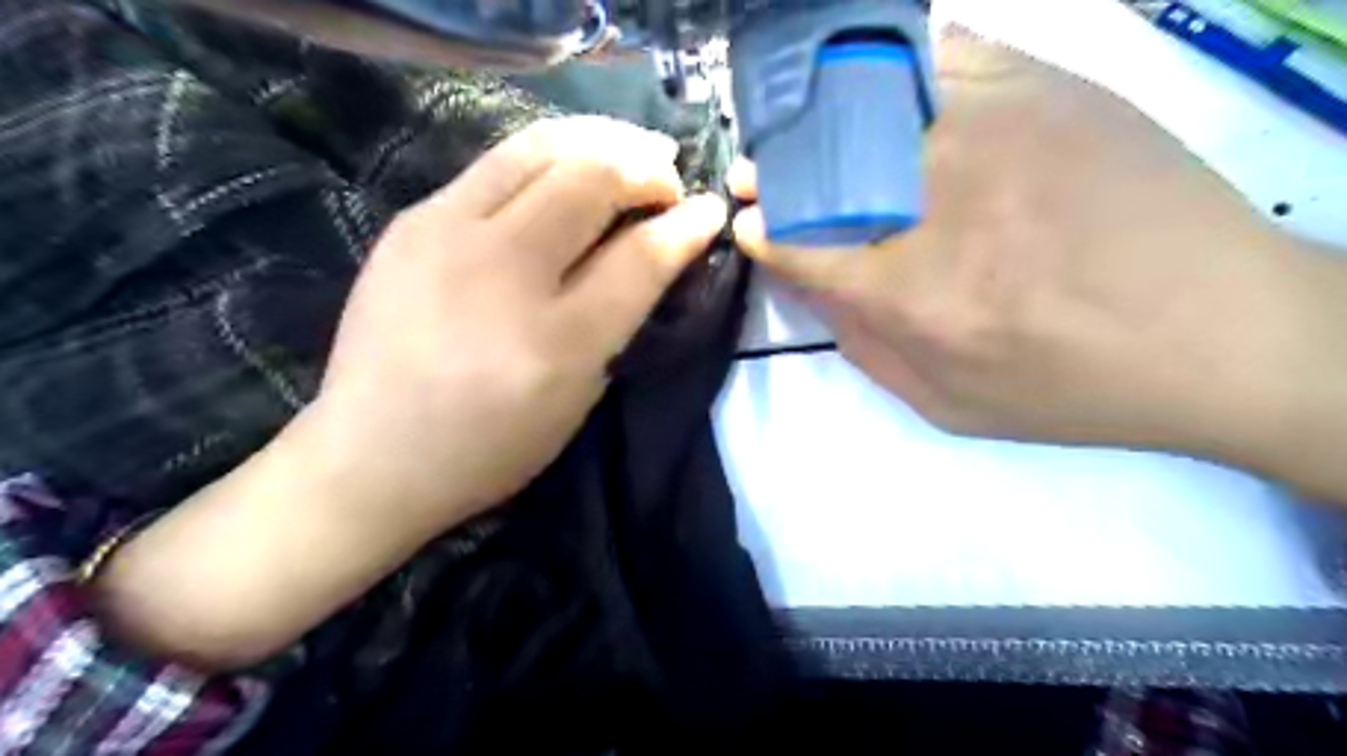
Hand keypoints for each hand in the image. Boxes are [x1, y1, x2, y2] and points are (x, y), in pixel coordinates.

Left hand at [99, 117, 731, 668]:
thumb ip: (616, 320)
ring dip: (601, 139)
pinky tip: (568, 165)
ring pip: (541, 149)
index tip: (711, 209)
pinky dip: (550, 153)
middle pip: (592, 182)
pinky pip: (496, 163)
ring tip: (631, 148)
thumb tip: (651, 253)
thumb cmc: (491, 445)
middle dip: (646, 170)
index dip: (686, 226)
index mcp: (556, 341)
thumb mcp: (577, 398)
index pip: (640, 258)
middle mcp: (503, 274)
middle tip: (667, 181)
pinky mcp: (412, 220)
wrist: (373, 452)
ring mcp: (448, 236)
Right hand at [733, 28, 1346, 483]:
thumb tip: (813, 285)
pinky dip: (894, 64)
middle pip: (822, 167)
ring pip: (870, 100)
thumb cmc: (1073, 388)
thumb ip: (864, 346)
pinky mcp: (1044, 87)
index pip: (799, 242)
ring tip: (807, 129)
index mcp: (913, 294)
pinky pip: (942, 52)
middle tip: (758, 172)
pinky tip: (882, 88)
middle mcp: (939, 204)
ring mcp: (991, 131)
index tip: (746, 222)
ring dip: (819, 116)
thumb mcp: (948, 403)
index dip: (760, 230)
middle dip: (774, 172)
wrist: (1222, 332)